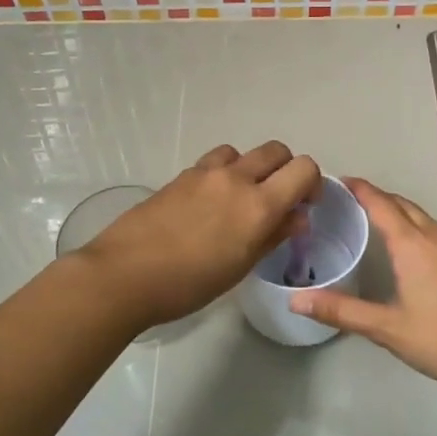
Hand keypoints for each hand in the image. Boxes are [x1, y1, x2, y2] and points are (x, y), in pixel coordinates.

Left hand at [78, 142, 319, 331]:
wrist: (125, 274)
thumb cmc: (189, 284)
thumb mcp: (240, 267)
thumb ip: (273, 235)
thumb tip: (296, 216)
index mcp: (259, 205)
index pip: (304, 169)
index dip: (311, 183)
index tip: (304, 205)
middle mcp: (237, 179)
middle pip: (276, 151)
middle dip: (285, 169)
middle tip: (277, 199)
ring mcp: (206, 173)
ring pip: (242, 152)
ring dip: (250, 168)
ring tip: (239, 198)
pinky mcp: (181, 175)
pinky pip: (214, 162)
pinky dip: (223, 173)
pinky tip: (208, 203)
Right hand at [288, 178, 436, 394]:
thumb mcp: (386, 327)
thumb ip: (341, 311)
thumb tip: (296, 300)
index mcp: (413, 244)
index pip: (380, 204)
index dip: (359, 189)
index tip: (337, 180)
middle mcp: (435, 236)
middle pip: (402, 204)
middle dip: (376, 197)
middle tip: (349, 200)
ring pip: (420, 216)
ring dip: (396, 211)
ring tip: (372, 219)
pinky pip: (433, 230)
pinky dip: (413, 226)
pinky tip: (405, 247)